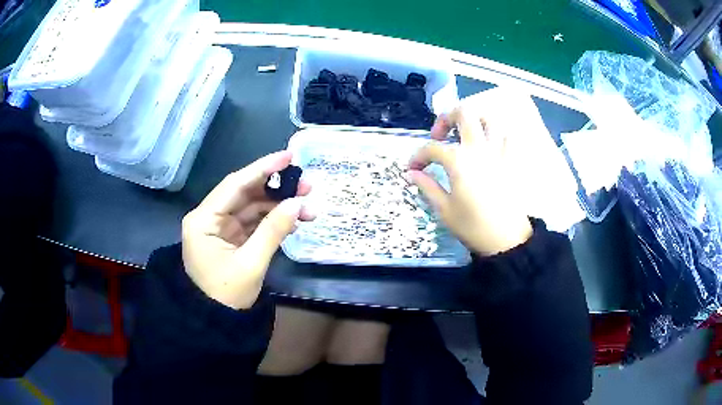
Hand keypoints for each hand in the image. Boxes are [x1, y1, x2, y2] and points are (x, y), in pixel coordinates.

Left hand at [182, 151, 313, 308]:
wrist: (215, 323)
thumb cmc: (226, 295)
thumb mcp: (251, 263)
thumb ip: (273, 230)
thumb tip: (298, 203)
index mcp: (203, 219)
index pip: (235, 185)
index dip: (263, 168)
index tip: (289, 157)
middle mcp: (209, 217)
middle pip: (245, 194)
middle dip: (276, 188)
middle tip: (307, 184)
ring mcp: (220, 228)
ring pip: (252, 207)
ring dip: (278, 205)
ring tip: (308, 205)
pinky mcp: (231, 238)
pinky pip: (253, 223)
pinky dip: (272, 221)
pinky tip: (293, 220)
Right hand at [408, 107, 532, 255]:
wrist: (506, 240)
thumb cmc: (473, 226)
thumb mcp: (444, 209)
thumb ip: (427, 186)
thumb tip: (411, 174)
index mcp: (459, 161)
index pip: (432, 148)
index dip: (418, 156)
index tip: (413, 168)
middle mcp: (479, 149)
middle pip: (464, 113)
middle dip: (446, 118)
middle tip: (439, 135)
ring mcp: (498, 152)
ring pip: (489, 118)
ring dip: (474, 120)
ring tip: (465, 133)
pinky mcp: (511, 161)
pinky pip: (507, 136)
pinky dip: (496, 134)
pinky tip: (488, 145)